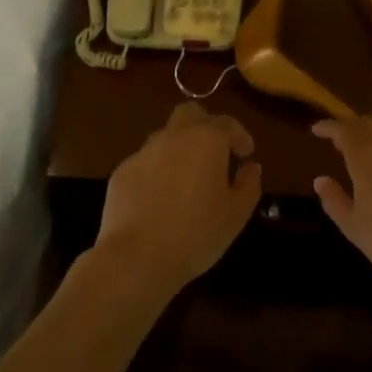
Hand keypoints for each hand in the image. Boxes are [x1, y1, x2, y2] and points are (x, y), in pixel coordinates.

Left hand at [96, 102, 261, 297]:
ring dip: (180, 148)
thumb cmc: (196, 234)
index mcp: (206, 140)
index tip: (246, 155)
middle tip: (215, 154)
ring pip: (166, 136)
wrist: (137, 257)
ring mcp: (144, 152)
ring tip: (187, 179)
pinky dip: (157, 170)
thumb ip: (249, 184)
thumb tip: (250, 167)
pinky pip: (146, 161)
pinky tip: (160, 198)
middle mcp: (174, 137)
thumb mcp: (236, 214)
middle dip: (206, 126)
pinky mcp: (122, 171)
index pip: (228, 124)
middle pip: (191, 113)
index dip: (241, 137)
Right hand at [312, 116, 371, 294]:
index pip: (344, 129)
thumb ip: (334, 201)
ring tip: (364, 148)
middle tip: (339, 137)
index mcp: (367, 157)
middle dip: (351, 126)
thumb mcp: (355, 228)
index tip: (317, 129)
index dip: (329, 126)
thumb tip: (320, 180)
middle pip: (369, 124)